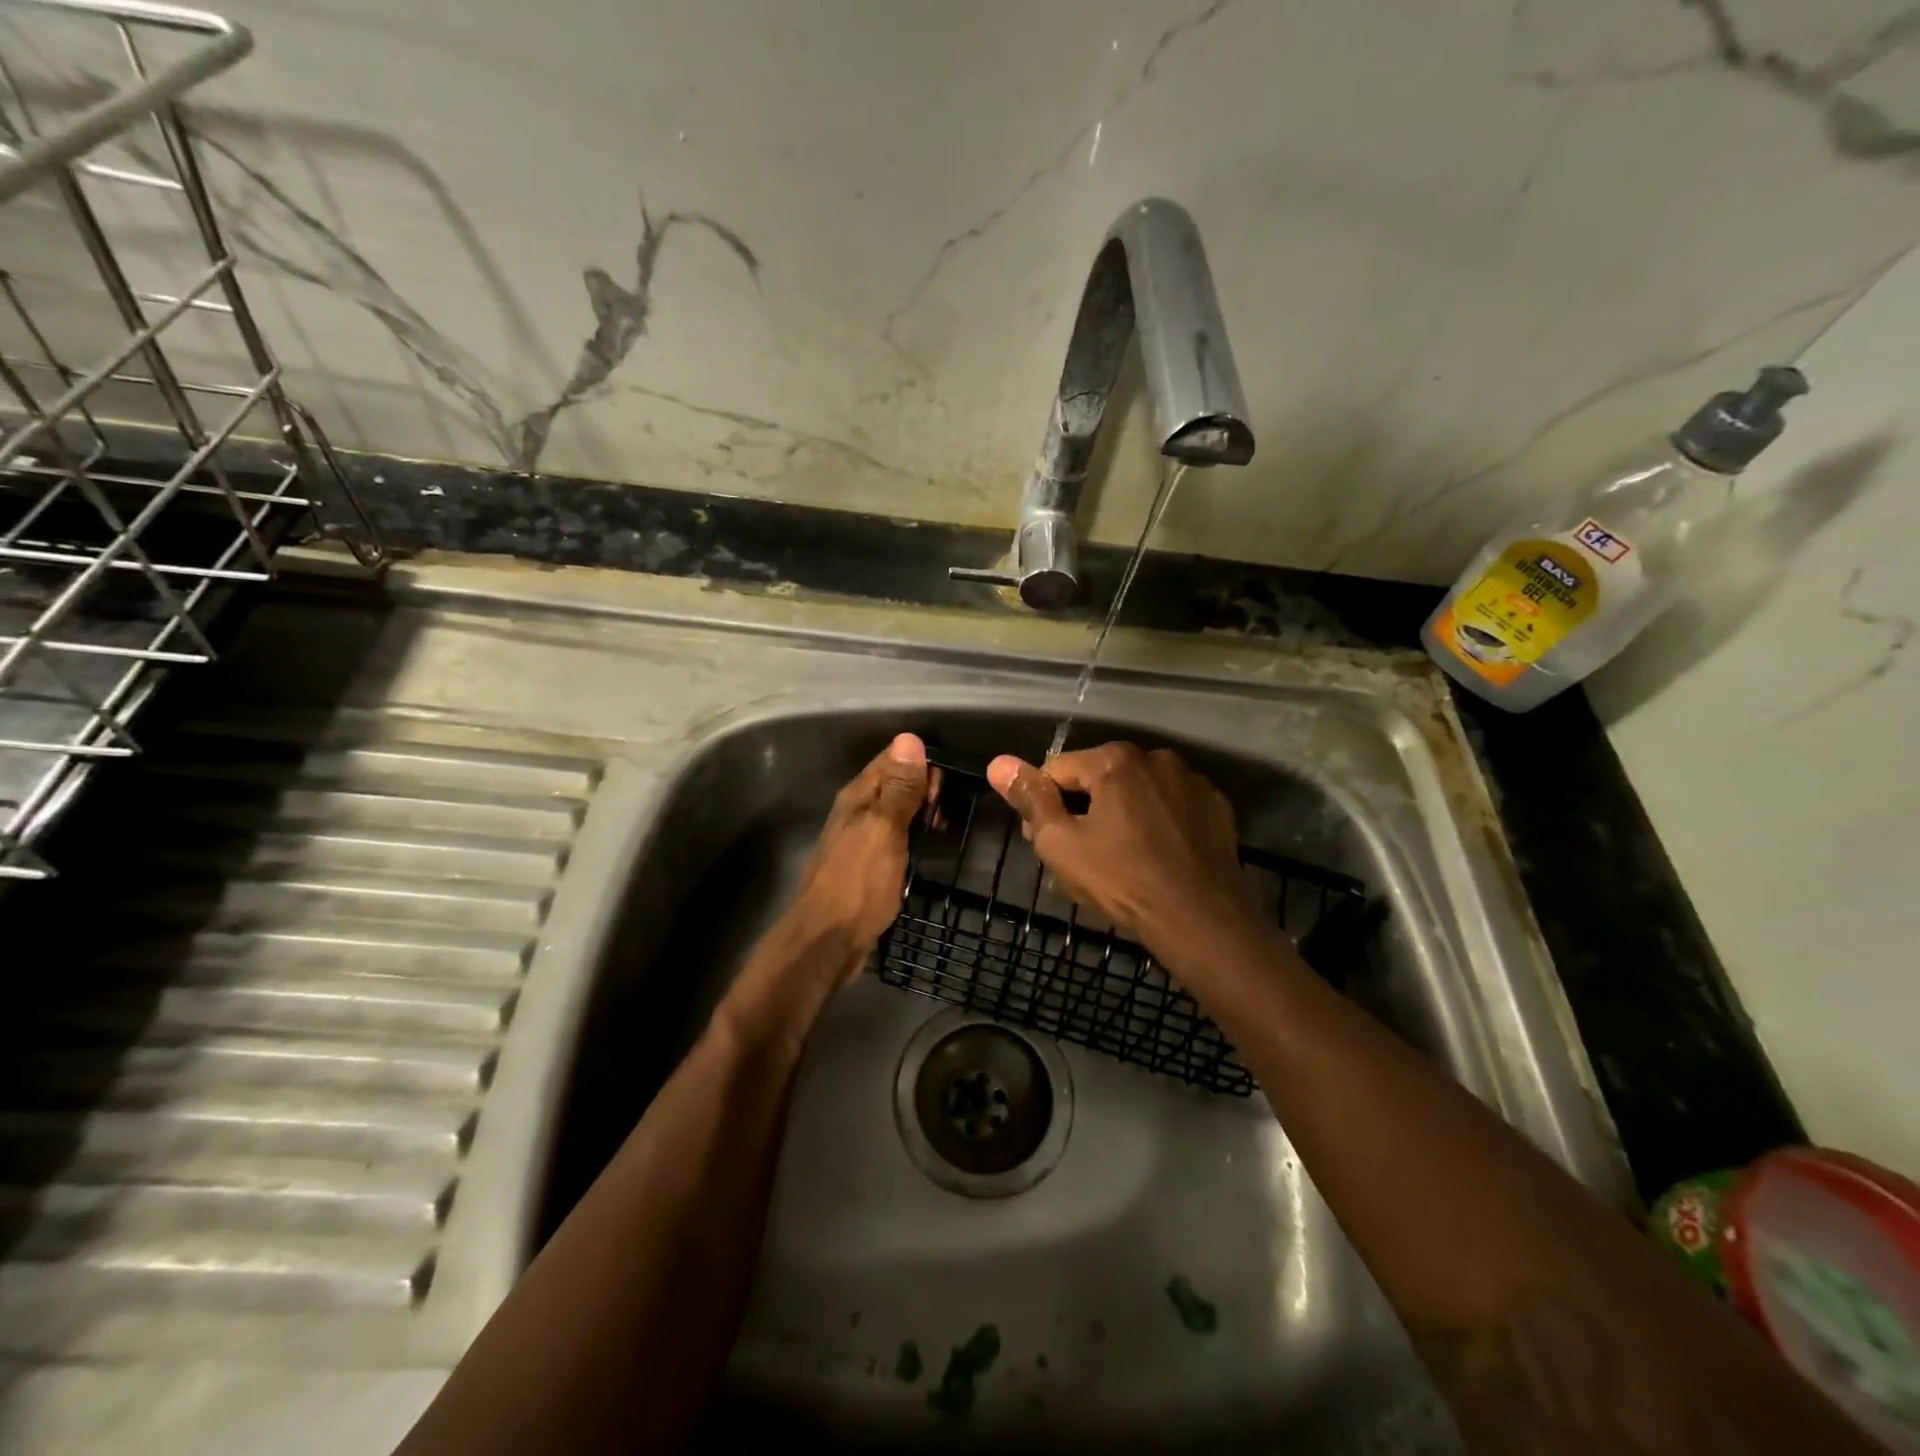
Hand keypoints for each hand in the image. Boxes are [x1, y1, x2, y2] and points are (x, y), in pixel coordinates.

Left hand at [787, 732, 937, 970]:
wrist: (827, 941)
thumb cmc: (858, 883)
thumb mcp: (884, 830)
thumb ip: (899, 788)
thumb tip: (910, 739)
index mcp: (858, 796)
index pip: (892, 759)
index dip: (922, 763)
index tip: (947, 784)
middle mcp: (855, 811)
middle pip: (894, 784)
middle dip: (924, 789)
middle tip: (946, 813)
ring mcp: (859, 839)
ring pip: (895, 811)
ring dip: (920, 814)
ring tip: (943, 829)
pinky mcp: (865, 864)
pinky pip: (894, 837)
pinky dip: (912, 837)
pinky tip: (925, 850)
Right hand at [986, 743, 1256, 961]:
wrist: (1202, 920)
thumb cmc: (1122, 881)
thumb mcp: (1061, 844)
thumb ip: (1030, 798)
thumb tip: (998, 763)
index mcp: (1114, 760)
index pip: (1056, 770)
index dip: (1041, 806)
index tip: (1041, 842)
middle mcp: (1156, 758)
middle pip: (1099, 777)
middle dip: (1081, 808)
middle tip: (1079, 855)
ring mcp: (1192, 781)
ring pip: (1137, 791)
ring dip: (1121, 813)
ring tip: (1119, 859)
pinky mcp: (1217, 807)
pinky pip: (1171, 807)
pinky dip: (1158, 823)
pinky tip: (1155, 856)